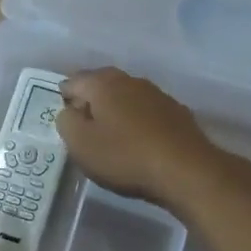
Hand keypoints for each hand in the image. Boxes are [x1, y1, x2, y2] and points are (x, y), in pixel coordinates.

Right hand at [56, 68, 227, 211]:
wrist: (186, 169)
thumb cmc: (125, 156)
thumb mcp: (81, 144)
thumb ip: (66, 122)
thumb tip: (70, 111)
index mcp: (103, 83)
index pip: (73, 81)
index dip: (64, 99)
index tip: (65, 120)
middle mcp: (130, 80)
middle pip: (101, 85)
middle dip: (90, 101)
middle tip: (84, 127)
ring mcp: (156, 94)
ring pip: (126, 96)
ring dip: (116, 111)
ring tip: (111, 135)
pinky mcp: (176, 112)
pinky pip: (146, 111)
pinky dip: (137, 121)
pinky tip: (138, 141)